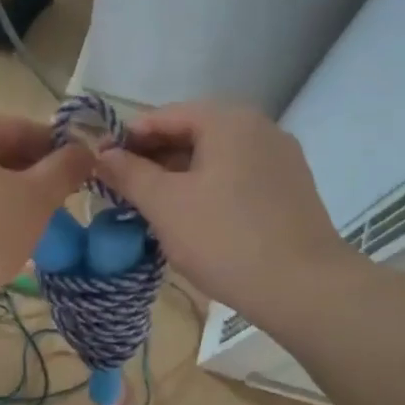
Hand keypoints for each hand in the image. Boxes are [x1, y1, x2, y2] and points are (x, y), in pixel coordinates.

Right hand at [95, 102, 349, 321]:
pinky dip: (207, 190)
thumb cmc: (225, 239)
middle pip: (191, 134)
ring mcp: (279, 159)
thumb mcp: (165, 205)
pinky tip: (191, 220)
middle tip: (121, 191)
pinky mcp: (290, 189)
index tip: (99, 167)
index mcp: (228, 120)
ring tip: (150, 209)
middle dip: (152, 160)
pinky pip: (236, 178)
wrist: (305, 288)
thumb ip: (129, 174)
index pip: (162, 116)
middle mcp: (258, 128)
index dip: (126, 140)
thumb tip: (102, 155)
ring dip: (178, 178)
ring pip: (214, 159)